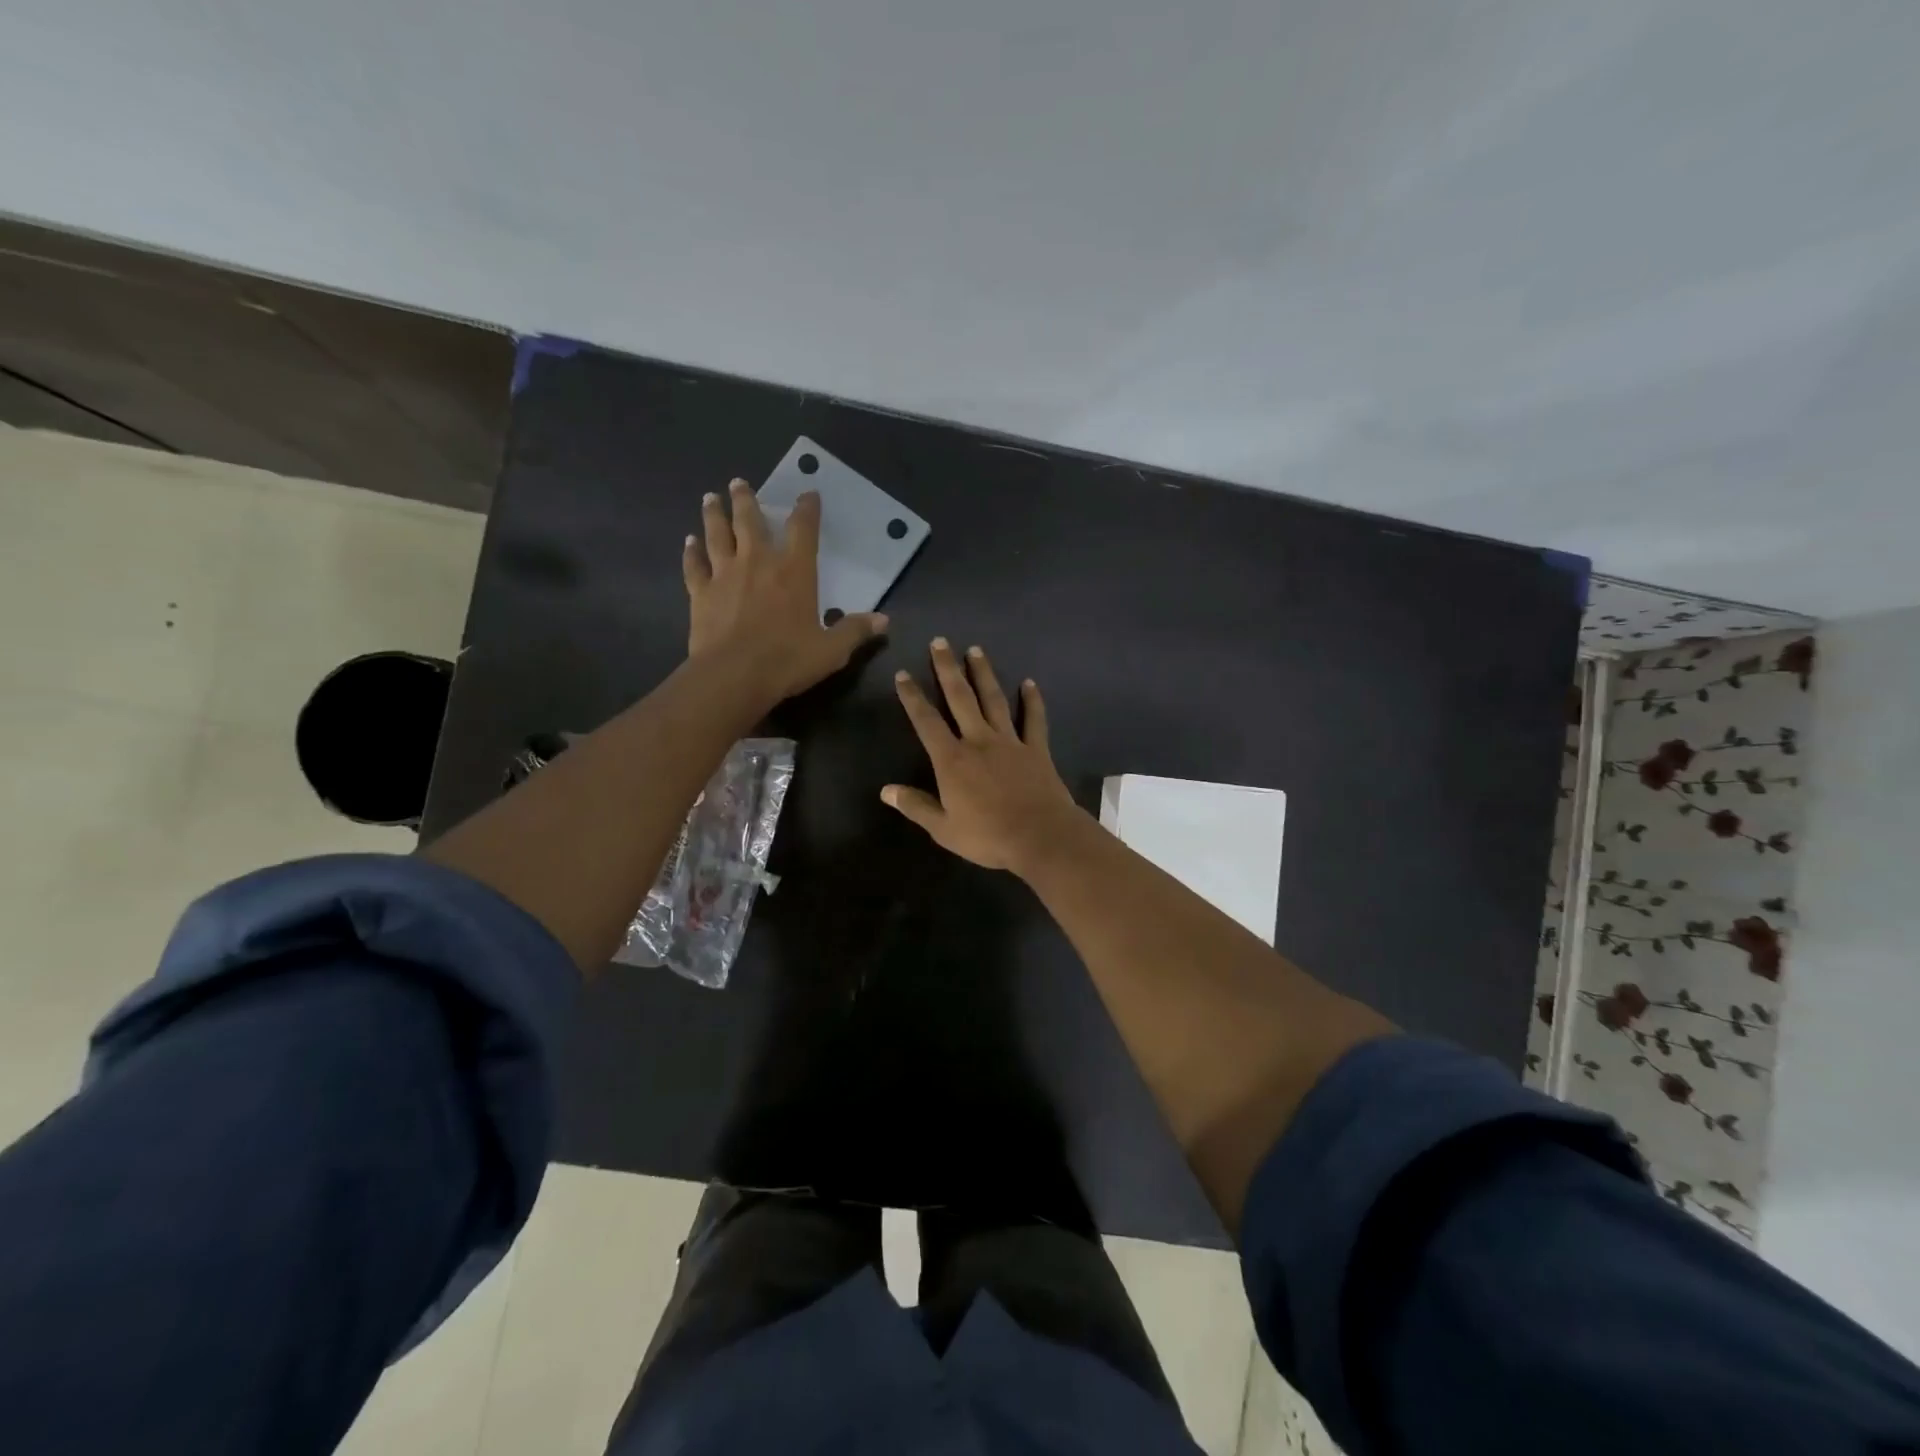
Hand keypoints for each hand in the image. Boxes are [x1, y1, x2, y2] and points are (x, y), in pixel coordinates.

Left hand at [684, 478, 887, 705]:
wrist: (733, 675)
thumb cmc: (787, 660)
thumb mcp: (831, 650)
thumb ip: (855, 631)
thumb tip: (884, 621)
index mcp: (794, 572)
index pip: (803, 530)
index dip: (807, 509)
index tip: (808, 494)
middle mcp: (758, 563)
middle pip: (750, 521)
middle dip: (746, 500)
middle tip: (739, 483)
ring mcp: (724, 575)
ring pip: (717, 535)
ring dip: (714, 514)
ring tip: (710, 498)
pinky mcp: (700, 593)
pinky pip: (695, 565)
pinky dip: (691, 552)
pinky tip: (689, 542)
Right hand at [882, 639, 1086, 873]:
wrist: (1041, 837)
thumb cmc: (988, 836)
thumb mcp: (944, 829)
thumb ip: (916, 806)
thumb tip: (886, 790)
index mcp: (952, 760)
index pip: (926, 721)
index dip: (913, 697)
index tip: (903, 674)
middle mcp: (979, 741)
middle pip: (960, 698)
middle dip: (948, 669)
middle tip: (940, 642)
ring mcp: (1010, 742)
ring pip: (994, 700)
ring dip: (984, 674)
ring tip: (975, 650)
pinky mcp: (1036, 749)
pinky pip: (1034, 719)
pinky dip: (1032, 700)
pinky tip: (1029, 683)